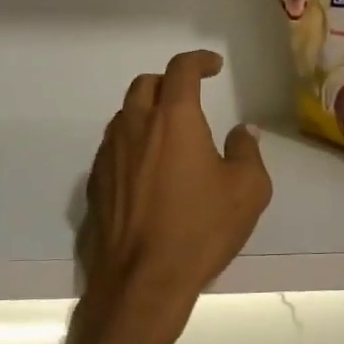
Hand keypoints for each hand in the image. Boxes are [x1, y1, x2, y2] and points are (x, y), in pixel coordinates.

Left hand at [73, 50, 272, 343]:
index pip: (181, 70)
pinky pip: (113, 147)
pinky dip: (132, 143)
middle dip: (169, 82)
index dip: (199, 61)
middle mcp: (135, 126)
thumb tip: (243, 131)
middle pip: (145, 84)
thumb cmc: (199, 231)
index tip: (213, 66)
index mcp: (174, 120)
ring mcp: (109, 154)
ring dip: (147, 112)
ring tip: (169, 134)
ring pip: (125, 115)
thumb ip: (247, 152)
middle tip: (190, 98)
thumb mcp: (247, 192)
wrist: (141, 282)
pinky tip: (147, 170)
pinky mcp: (95, 182)